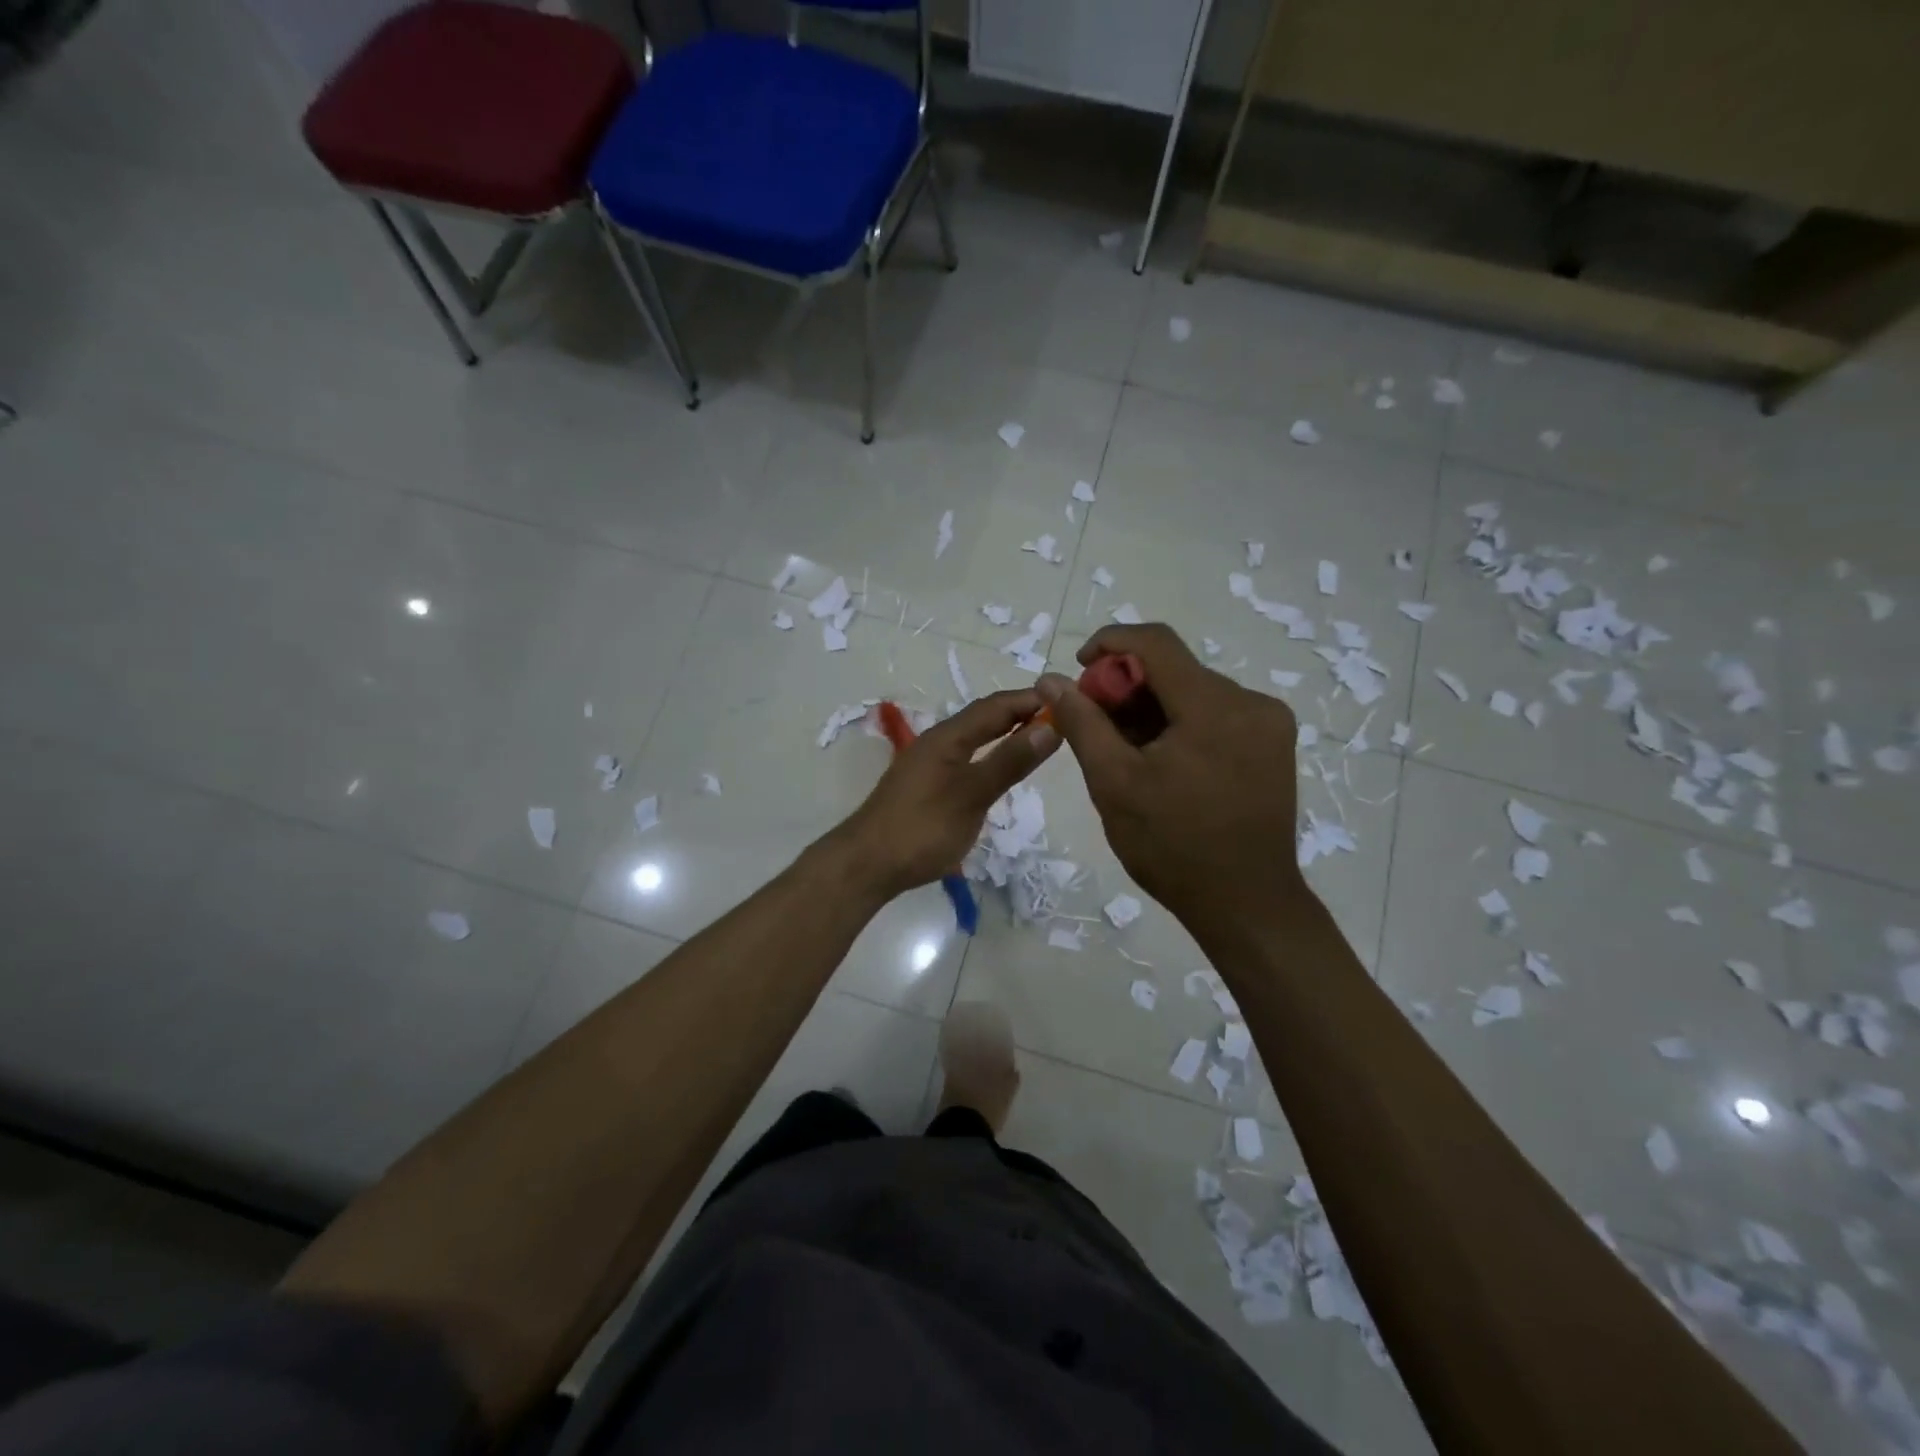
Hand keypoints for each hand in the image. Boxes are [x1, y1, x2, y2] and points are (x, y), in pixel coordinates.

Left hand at [831, 688, 1061, 899]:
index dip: (1030, 700)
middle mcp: (938, 743)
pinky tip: (1003, 770)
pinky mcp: (927, 786)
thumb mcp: (972, 795)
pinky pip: (967, 758)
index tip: (1069, 699)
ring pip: (975, 738)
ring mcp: (930, 765)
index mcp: (947, 737)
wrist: (867, 865)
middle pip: (984, 718)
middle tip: (1062, 718)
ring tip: (1040, 739)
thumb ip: (1009, 761)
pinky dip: (992, 755)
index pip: (996, 706)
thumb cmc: (921, 829)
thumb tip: (1050, 725)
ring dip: (1007, 733)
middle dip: (1021, 713)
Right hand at [1037, 625, 1302, 932]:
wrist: (1245, 904)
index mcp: (1214, 706)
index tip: (1080, 669)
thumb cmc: (1172, 846)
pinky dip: (1181, 724)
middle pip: (1176, 669)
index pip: (1156, 642)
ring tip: (1127, 751)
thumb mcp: (1114, 783)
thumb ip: (1082, 723)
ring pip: (1195, 692)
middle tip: (1096, 724)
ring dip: (1154, 708)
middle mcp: (1251, 702)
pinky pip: (1217, 714)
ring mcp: (1270, 724)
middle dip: (1128, 687)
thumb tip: (1051, 679)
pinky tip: (1163, 761)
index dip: (1110, 643)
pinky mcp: (1274, 745)